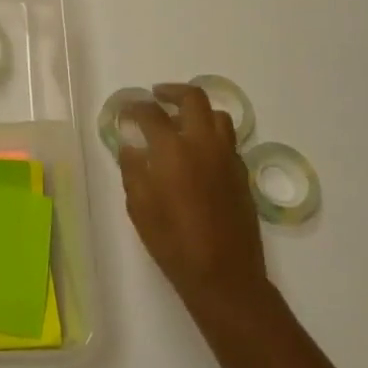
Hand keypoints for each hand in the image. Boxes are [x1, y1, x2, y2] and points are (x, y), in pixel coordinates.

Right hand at [118, 83, 271, 323]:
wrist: (224, 276)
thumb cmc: (173, 242)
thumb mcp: (139, 207)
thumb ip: (133, 169)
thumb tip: (131, 146)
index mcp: (173, 149)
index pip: (151, 113)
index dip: (134, 107)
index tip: (125, 111)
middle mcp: (203, 143)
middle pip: (193, 98)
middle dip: (172, 91)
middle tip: (157, 96)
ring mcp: (228, 157)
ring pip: (217, 115)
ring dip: (197, 111)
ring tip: (181, 122)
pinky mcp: (242, 173)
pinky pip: (227, 140)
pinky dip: (211, 135)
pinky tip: (198, 153)